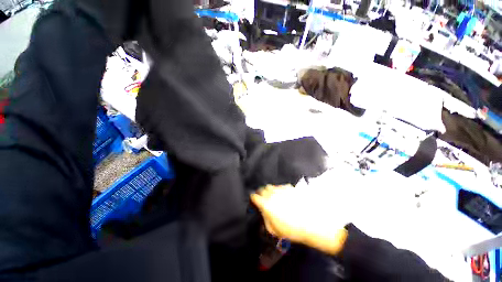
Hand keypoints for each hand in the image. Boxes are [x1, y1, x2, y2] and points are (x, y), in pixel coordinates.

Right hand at [251, 184, 347, 254]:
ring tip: (274, 197)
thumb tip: (263, 213)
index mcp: (266, 203)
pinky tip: (284, 196)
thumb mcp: (274, 229)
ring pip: (272, 186)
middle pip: (263, 189)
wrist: (312, 221)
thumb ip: (265, 219)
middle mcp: (272, 193)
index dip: (253, 198)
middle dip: (261, 193)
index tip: (254, 200)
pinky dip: (280, 190)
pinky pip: (281, 186)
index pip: (255, 196)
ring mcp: (282, 189)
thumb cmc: (291, 229)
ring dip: (270, 191)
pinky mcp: (290, 187)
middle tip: (263, 198)